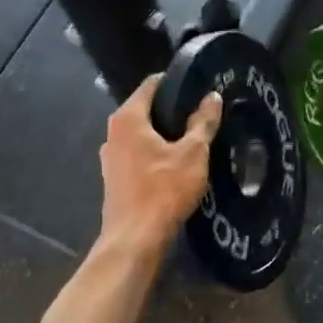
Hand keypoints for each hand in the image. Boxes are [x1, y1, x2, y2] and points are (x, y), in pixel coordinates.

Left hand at [99, 76, 221, 250]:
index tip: (199, 88)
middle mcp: (112, 133)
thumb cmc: (164, 189)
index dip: (176, 83)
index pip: (151, 85)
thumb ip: (203, 122)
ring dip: (164, 136)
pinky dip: (155, 155)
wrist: (135, 238)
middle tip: (201, 116)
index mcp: (127, 118)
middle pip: (145, 111)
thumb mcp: (193, 153)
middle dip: (172, 112)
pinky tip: (175, 165)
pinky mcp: (113, 179)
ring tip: (192, 141)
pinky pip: (138, 156)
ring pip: (141, 136)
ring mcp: (110, 158)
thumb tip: (212, 97)